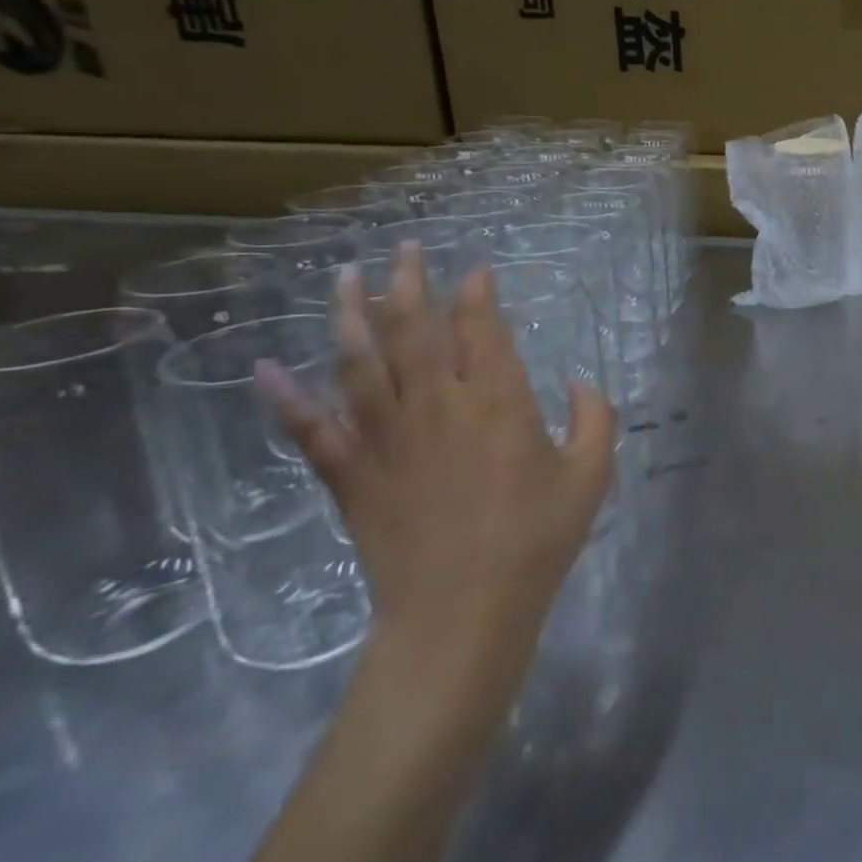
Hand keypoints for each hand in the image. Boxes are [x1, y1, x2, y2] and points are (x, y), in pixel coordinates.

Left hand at [259, 243, 616, 658]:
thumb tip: (580, 383)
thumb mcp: (590, 476)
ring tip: (342, 277)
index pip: (481, 329)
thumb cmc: (536, 540)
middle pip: (415, 330)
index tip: (475, 269)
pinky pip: (311, 429)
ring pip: (359, 362)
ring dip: (348, 315)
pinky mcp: (351, 474)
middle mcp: (438, 406)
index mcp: (499, 402)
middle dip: (410, 283)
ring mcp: (386, 437)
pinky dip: (285, 398)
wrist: (461, 612)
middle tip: (405, 249)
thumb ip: (595, 419)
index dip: (477, 293)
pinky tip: (265, 368)